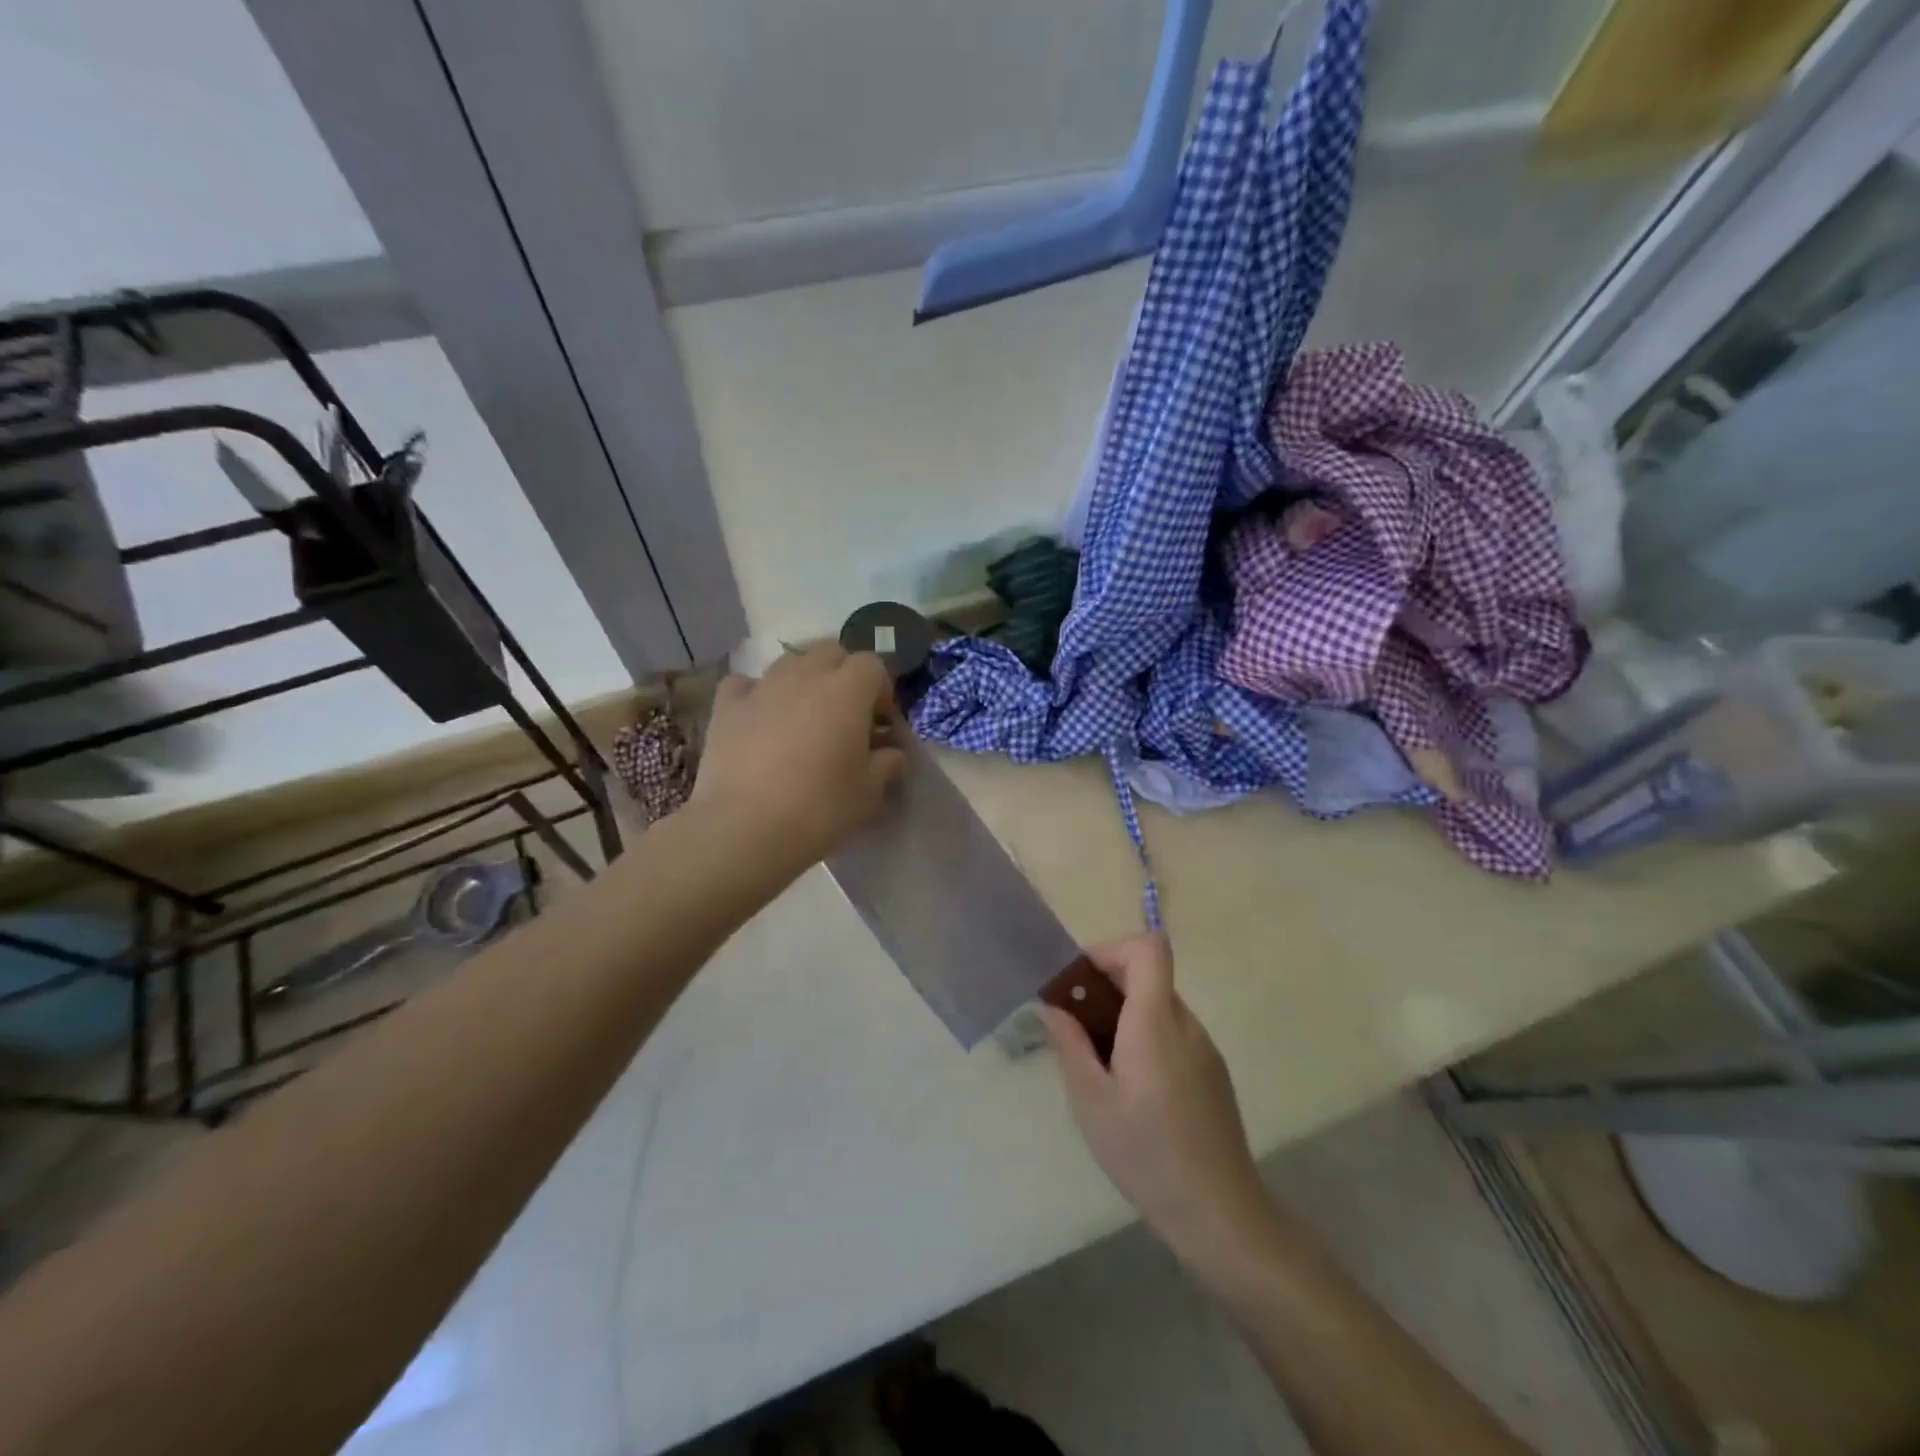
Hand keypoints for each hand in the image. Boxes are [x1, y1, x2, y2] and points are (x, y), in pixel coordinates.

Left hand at [692, 645, 906, 870]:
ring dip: (804, 681)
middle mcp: (805, 675)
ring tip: (804, 718)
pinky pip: (746, 685)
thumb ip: (887, 764)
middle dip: (844, 674)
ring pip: (790, 663)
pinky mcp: (726, 706)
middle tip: (846, 715)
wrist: (744, 828)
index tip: (880, 722)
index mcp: (847, 690)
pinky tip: (759, 719)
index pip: (873, 665)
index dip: (881, 690)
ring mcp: (762, 687)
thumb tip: (891, 753)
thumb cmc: (819, 808)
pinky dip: (757, 694)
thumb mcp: (869, 793)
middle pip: (831, 652)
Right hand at [1038, 934, 1272, 1264]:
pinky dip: (1146, 1036)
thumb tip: (1051, 1005)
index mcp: (1156, 1021)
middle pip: (1149, 973)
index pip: (1148, 948)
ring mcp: (1205, 1048)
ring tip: (1098, 1061)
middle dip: (1107, 985)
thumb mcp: (1091, 1101)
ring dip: (1125, 1013)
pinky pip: (1173, 1031)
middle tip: (1075, 1023)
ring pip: (1159, 1004)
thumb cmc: (1146, 1153)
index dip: (1111, 949)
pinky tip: (1131, 1086)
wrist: (1219, 1212)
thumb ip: (1069, 1044)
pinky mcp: (1213, 1072)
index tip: (1080, 981)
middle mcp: (1186, 1024)